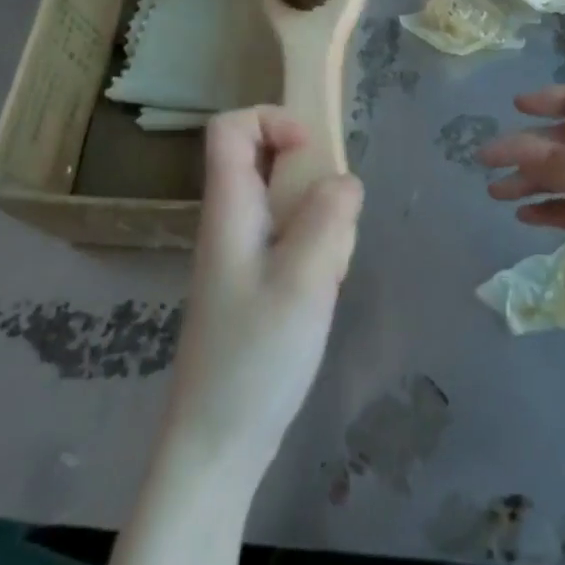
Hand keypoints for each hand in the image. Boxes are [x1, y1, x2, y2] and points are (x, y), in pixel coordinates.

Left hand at [162, 107, 363, 485]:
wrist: (218, 443)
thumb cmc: (255, 358)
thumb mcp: (303, 281)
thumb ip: (329, 219)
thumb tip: (345, 181)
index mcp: (229, 209)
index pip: (230, 128)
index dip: (272, 121)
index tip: (313, 154)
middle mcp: (232, 222)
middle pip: (266, 160)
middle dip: (314, 179)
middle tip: (336, 223)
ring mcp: (243, 253)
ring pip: (288, 202)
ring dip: (323, 220)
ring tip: (332, 268)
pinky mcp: (258, 281)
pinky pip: (293, 238)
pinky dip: (319, 249)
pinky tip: (326, 289)